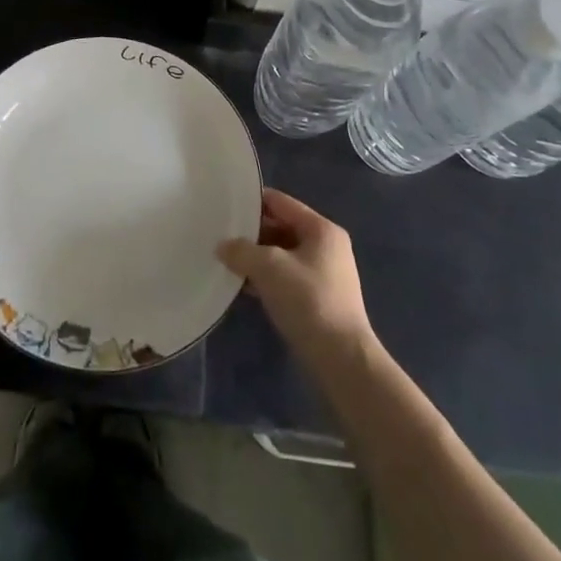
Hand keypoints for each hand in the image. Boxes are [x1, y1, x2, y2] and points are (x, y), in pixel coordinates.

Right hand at [219, 188, 373, 359]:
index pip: (280, 202)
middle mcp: (326, 246)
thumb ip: (241, 250)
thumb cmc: (308, 300)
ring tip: (226, 260)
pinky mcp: (318, 299)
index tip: (224, 206)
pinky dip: (266, 278)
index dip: (252, 202)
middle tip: (220, 235)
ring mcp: (324, 274)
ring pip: (282, 254)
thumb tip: (223, 246)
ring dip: (256, 258)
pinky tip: (243, 286)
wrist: (341, 359)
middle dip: (252, 233)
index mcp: (321, 229)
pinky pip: (285, 277)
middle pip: (281, 227)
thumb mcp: (269, 268)